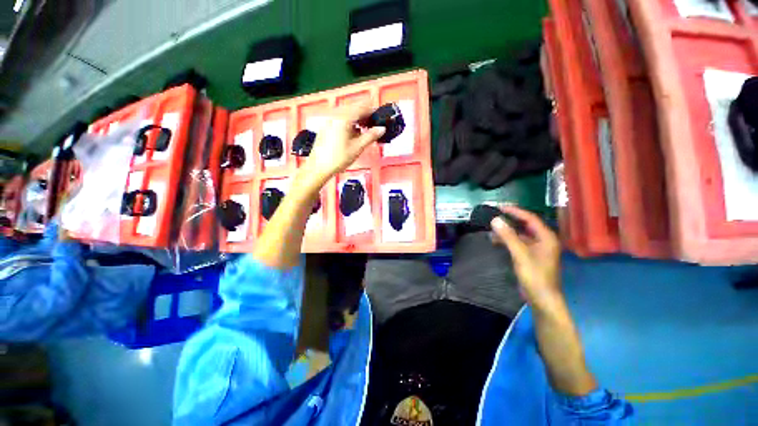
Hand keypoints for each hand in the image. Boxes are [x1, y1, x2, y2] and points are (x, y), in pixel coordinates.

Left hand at [303, 103, 385, 180]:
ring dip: (357, 119)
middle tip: (374, 127)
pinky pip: (340, 118)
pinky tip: (353, 134)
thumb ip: (370, 136)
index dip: (373, 111)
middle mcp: (335, 114)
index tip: (380, 119)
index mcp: (344, 118)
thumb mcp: (358, 147)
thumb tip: (382, 128)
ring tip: (364, 131)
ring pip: (347, 113)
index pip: (362, 107)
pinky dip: (349, 123)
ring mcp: (329, 119)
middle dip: (365, 115)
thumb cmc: (338, 158)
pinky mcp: (326, 125)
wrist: (318, 167)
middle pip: (354, 108)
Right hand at [490, 206, 561, 309]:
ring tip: (491, 230)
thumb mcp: (520, 254)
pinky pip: (518, 244)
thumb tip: (495, 220)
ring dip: (507, 232)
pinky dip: (508, 241)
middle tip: (494, 216)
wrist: (542, 299)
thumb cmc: (535, 276)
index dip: (515, 211)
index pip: (530, 218)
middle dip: (510, 221)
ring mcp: (537, 249)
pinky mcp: (531, 257)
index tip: (499, 207)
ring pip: (520, 235)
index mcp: (546, 237)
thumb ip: (508, 236)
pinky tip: (496, 241)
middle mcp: (543, 240)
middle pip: (525, 225)